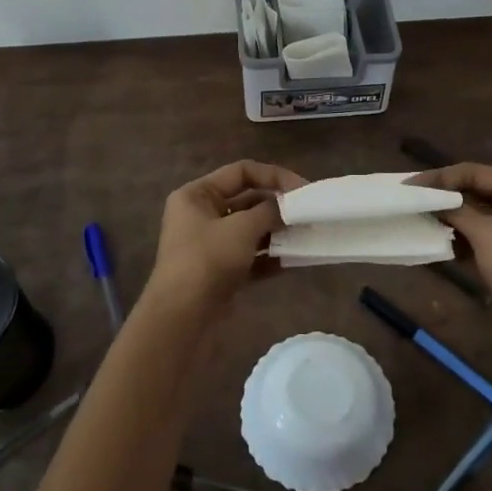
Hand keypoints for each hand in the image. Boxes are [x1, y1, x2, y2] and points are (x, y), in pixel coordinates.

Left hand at [142, 160, 307, 318]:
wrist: (182, 318)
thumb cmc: (207, 260)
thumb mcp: (242, 229)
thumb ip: (270, 211)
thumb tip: (289, 206)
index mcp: (197, 195)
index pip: (241, 172)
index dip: (274, 177)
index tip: (304, 190)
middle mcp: (201, 215)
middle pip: (247, 201)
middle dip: (279, 207)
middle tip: (309, 214)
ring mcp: (211, 245)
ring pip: (251, 230)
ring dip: (278, 232)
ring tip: (307, 235)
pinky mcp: (221, 271)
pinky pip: (251, 256)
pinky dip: (271, 256)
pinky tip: (296, 259)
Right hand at [412, 164, 491, 366]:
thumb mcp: (485, 232)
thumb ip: (455, 210)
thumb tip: (429, 199)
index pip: (475, 172)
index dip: (441, 177)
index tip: (409, 185)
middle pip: (474, 192)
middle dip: (443, 198)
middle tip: (409, 200)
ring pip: (473, 217)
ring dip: (447, 220)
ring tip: (416, 220)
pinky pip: (475, 240)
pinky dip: (456, 240)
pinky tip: (433, 242)